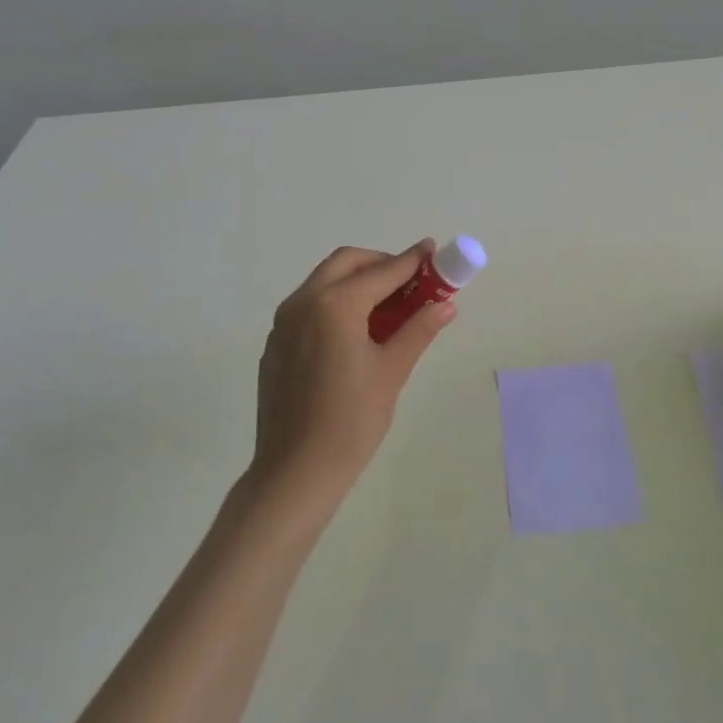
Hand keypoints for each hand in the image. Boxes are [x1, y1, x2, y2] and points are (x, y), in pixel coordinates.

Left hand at [250, 241, 456, 517]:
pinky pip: (310, 305)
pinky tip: (356, 331)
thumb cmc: (351, 422)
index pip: (383, 271)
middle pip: (347, 263)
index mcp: (336, 305)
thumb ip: (419, 330)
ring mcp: (284, 322)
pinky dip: (337, 301)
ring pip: (325, 281)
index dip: (412, 260)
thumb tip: (446, 304)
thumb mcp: (392, 372)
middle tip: (411, 281)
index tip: (433, 251)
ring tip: (389, 306)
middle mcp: (304, 302)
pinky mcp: (276, 343)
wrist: (294, 472)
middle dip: (381, 263)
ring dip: (358, 280)